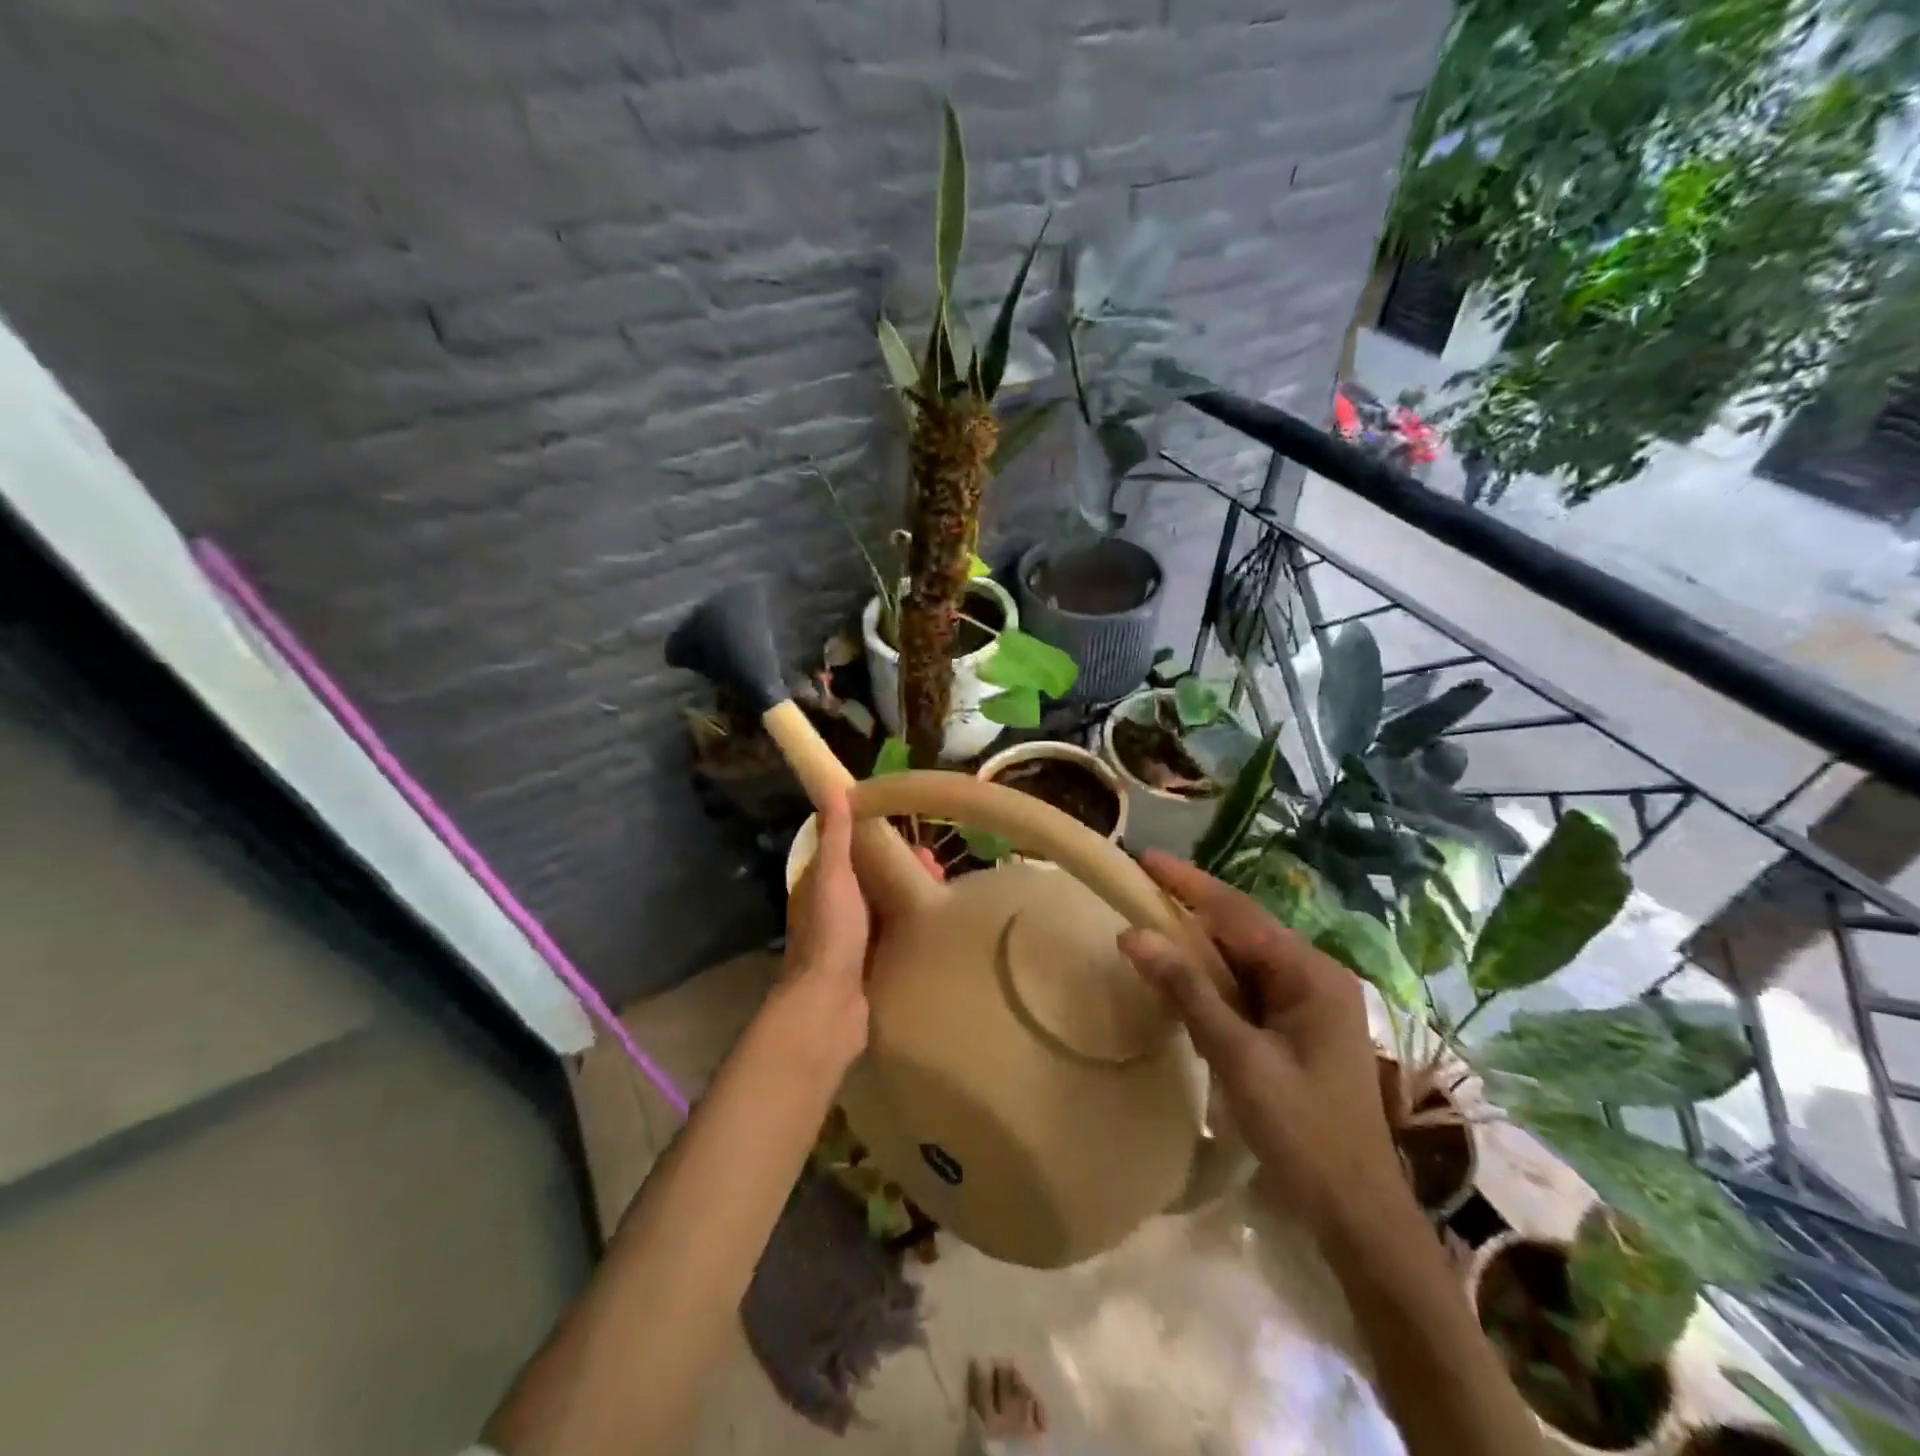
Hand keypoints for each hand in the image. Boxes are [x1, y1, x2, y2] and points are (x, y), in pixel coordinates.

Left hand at [781, 793, 939, 1074]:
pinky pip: (896, 938)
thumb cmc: (831, 935)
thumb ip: (835, 836)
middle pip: (875, 881)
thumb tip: (832, 786)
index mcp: (824, 887)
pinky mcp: (872, 967)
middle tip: (939, 868)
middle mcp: (837, 911)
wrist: (829, 1008)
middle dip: (905, 870)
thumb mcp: (833, 876)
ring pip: (888, 909)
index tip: (913, 836)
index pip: (854, 853)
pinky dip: (914, 928)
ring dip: (913, 898)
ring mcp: (854, 942)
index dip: (881, 841)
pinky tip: (939, 928)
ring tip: (945, 895)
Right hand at [1117, 851, 1405, 1237]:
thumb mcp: (1238, 1057)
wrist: (1358, 1214)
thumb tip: (1134, 934)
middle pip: (1242, 930)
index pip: (1238, 912)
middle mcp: (1315, 976)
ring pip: (1243, 958)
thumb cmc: (1303, 1132)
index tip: (1144, 858)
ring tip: (1149, 928)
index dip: (1188, 883)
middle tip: (1137, 893)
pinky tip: (1182, 981)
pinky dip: (1213, 981)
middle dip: (1190, 910)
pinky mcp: (1300, 1027)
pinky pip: (1249, 987)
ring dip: (1198, 946)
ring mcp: (1310, 1002)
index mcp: (1311, 974)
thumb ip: (1188, 991)